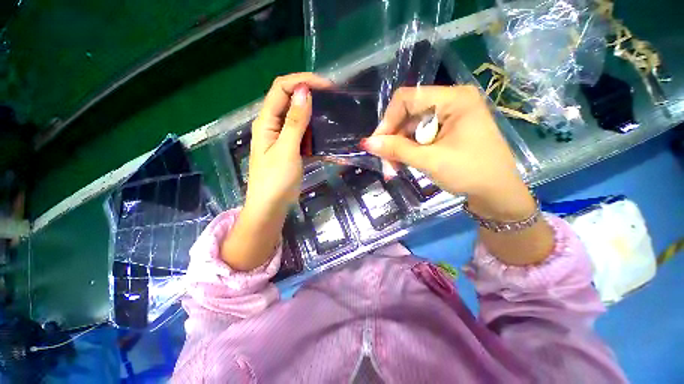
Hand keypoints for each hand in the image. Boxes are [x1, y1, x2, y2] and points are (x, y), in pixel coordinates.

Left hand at [221, 73, 331, 270]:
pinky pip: (303, 134)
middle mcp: (273, 126)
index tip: (326, 87)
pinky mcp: (290, 149)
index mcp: (266, 122)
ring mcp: (282, 138)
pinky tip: (326, 136)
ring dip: (314, 114)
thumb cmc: (275, 180)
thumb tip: (303, 92)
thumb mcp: (286, 150)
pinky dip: (314, 132)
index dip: (302, 82)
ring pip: (298, 117)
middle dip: (310, 95)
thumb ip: (294, 122)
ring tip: (332, 115)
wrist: (271, 207)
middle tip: (332, 100)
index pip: (281, 88)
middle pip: (289, 100)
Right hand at [361, 85, 534, 221]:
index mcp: (454, 99)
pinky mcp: (448, 130)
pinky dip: (409, 150)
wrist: (497, 194)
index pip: (407, 98)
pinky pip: (420, 136)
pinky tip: (404, 164)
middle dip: (393, 139)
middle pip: (408, 114)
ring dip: (399, 148)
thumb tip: (366, 143)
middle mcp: (452, 101)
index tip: (376, 144)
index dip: (388, 120)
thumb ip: (396, 149)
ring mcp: (450, 116)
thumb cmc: (470, 173)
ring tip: (394, 169)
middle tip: (385, 163)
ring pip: (411, 128)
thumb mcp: (430, 161)